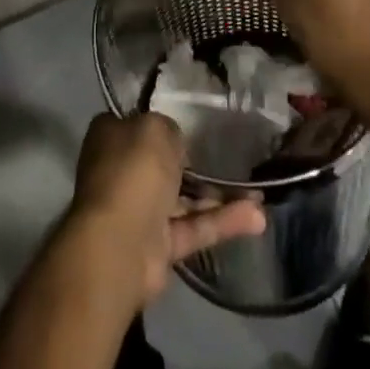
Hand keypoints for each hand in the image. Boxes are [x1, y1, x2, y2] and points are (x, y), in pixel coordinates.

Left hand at [67, 113, 264, 306]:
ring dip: (219, 195)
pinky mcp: (159, 246)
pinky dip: (222, 222)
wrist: (120, 244)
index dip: (163, 123)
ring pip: (184, 199)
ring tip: (259, 193)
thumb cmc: (133, 171)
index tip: (192, 122)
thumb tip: (175, 143)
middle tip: (232, 156)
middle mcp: (121, 171)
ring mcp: (139, 212)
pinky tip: (257, 217)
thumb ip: (170, 130)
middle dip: (195, 162)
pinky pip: (194, 227)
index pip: (137, 123)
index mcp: (111, 136)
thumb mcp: (156, 128)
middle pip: (162, 163)